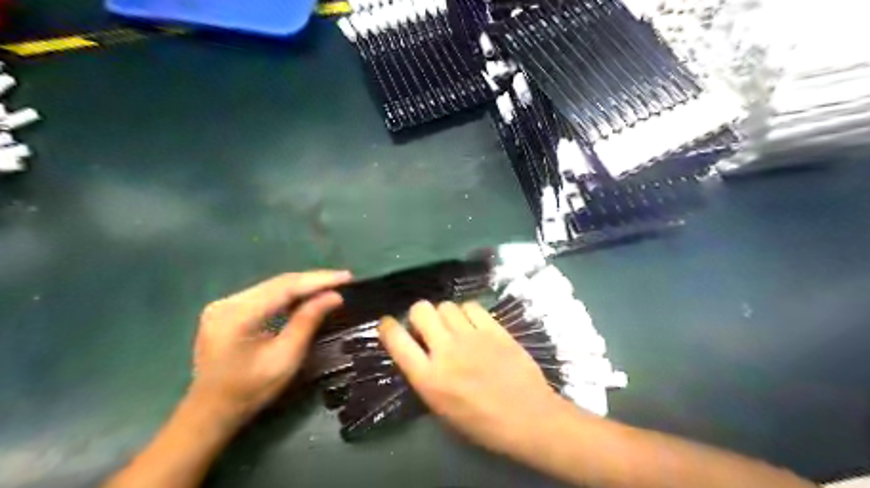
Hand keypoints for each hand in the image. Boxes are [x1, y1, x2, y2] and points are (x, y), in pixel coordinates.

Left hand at [190, 271, 352, 426]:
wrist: (211, 412)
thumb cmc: (250, 390)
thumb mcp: (285, 358)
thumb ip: (308, 321)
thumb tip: (334, 296)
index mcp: (238, 315)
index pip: (285, 287)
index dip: (318, 280)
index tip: (346, 277)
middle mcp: (227, 302)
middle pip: (279, 283)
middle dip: (313, 280)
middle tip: (344, 279)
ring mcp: (224, 304)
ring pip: (273, 287)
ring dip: (303, 286)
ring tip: (331, 285)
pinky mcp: (227, 310)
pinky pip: (265, 295)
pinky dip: (288, 295)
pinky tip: (306, 296)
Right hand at [378, 300, 568, 454]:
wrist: (528, 417)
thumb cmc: (482, 423)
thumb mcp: (441, 408)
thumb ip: (425, 376)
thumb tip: (418, 350)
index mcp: (429, 378)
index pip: (396, 340)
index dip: (387, 327)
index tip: (388, 324)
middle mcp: (446, 351)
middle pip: (420, 310)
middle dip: (419, 315)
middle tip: (427, 326)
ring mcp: (471, 336)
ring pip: (445, 305)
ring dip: (444, 314)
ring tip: (453, 326)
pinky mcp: (494, 329)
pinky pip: (471, 306)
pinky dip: (467, 312)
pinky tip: (472, 324)